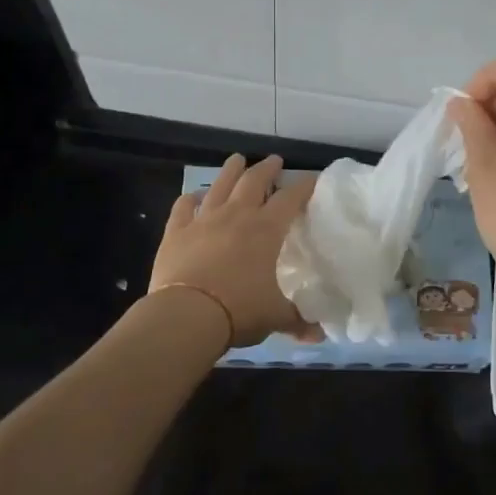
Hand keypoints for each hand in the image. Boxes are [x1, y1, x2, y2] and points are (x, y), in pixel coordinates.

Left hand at [150, 155, 316, 347]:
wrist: (186, 315)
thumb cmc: (239, 310)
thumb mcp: (275, 317)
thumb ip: (298, 320)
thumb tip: (319, 335)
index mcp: (266, 229)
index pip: (291, 198)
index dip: (304, 186)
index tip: (313, 179)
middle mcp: (237, 215)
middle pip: (254, 181)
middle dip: (267, 168)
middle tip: (274, 161)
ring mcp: (203, 220)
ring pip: (219, 185)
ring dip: (230, 170)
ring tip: (237, 160)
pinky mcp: (176, 232)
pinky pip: (183, 208)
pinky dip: (190, 199)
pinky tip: (193, 197)